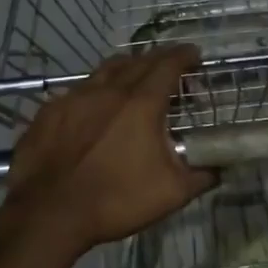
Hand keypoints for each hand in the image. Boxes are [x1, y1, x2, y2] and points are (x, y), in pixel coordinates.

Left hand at [1, 45, 214, 253]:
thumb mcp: (171, 193)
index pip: (168, 66)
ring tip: (135, 77)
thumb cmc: (115, 200)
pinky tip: (94, 106)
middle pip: (138, 61)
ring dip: (126, 68)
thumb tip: (219, 168)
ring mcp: (74, 97)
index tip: (194, 54)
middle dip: (158, 59)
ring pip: (106, 70)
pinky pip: (78, 89)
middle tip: (170, 67)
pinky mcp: (50, 111)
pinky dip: (95, 90)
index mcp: (141, 103)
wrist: (48, 213)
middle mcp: (108, 90)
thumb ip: (201, 176)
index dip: (184, 56)